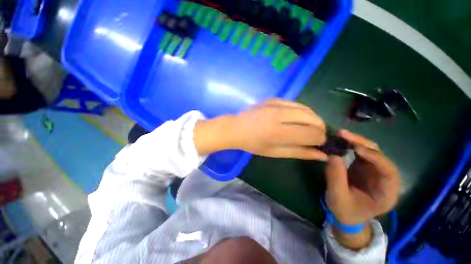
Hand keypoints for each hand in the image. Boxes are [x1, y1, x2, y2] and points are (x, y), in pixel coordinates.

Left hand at [194, 99, 327, 159]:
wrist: (236, 128)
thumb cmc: (253, 144)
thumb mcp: (274, 152)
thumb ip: (298, 152)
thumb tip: (321, 155)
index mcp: (278, 132)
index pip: (311, 134)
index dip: (320, 140)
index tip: (320, 144)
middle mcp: (279, 115)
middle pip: (312, 118)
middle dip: (320, 128)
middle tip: (317, 135)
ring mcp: (276, 104)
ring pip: (306, 108)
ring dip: (313, 118)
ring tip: (310, 127)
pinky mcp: (273, 99)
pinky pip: (295, 103)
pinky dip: (302, 111)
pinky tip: (299, 118)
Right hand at [325, 130, 400, 248]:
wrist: (346, 214)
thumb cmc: (345, 211)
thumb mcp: (338, 198)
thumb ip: (336, 179)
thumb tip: (332, 156)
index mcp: (387, 193)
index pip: (389, 172)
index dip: (376, 158)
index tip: (356, 149)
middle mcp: (385, 179)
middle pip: (380, 156)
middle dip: (363, 144)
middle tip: (344, 135)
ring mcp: (374, 171)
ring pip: (371, 151)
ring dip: (356, 141)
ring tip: (341, 134)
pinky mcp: (364, 167)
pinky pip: (360, 152)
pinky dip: (350, 144)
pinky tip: (340, 140)